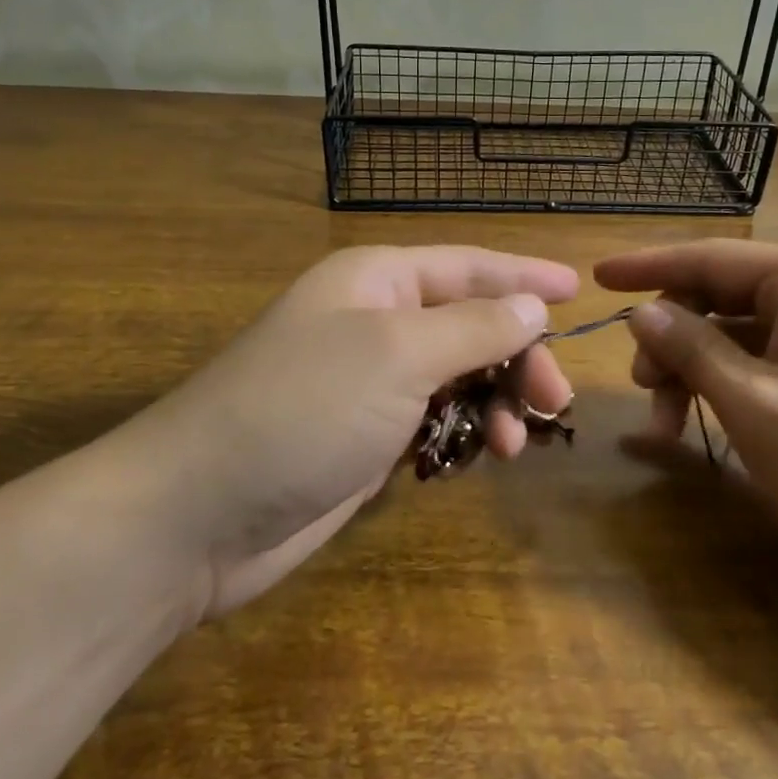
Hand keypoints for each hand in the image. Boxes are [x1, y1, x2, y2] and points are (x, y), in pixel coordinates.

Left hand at [103, 246, 578, 617]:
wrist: (200, 512)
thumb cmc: (303, 407)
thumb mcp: (397, 354)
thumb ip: (472, 327)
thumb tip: (531, 307)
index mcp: (377, 281)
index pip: (468, 266)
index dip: (524, 276)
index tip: (578, 290)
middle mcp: (375, 323)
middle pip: (470, 325)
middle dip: (517, 357)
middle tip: (554, 400)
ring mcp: (369, 384)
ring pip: (457, 378)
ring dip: (495, 402)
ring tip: (512, 444)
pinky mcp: (365, 438)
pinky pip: (435, 422)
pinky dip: (464, 435)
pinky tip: (477, 458)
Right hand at [597, 240, 777, 580]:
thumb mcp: (752, 403)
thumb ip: (690, 349)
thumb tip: (643, 312)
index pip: (709, 257)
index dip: (646, 266)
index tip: (596, 276)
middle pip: (718, 295)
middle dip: (671, 339)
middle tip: (640, 389)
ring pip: (734, 332)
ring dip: (692, 370)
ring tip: (666, 424)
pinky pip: (760, 358)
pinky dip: (724, 385)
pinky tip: (698, 423)